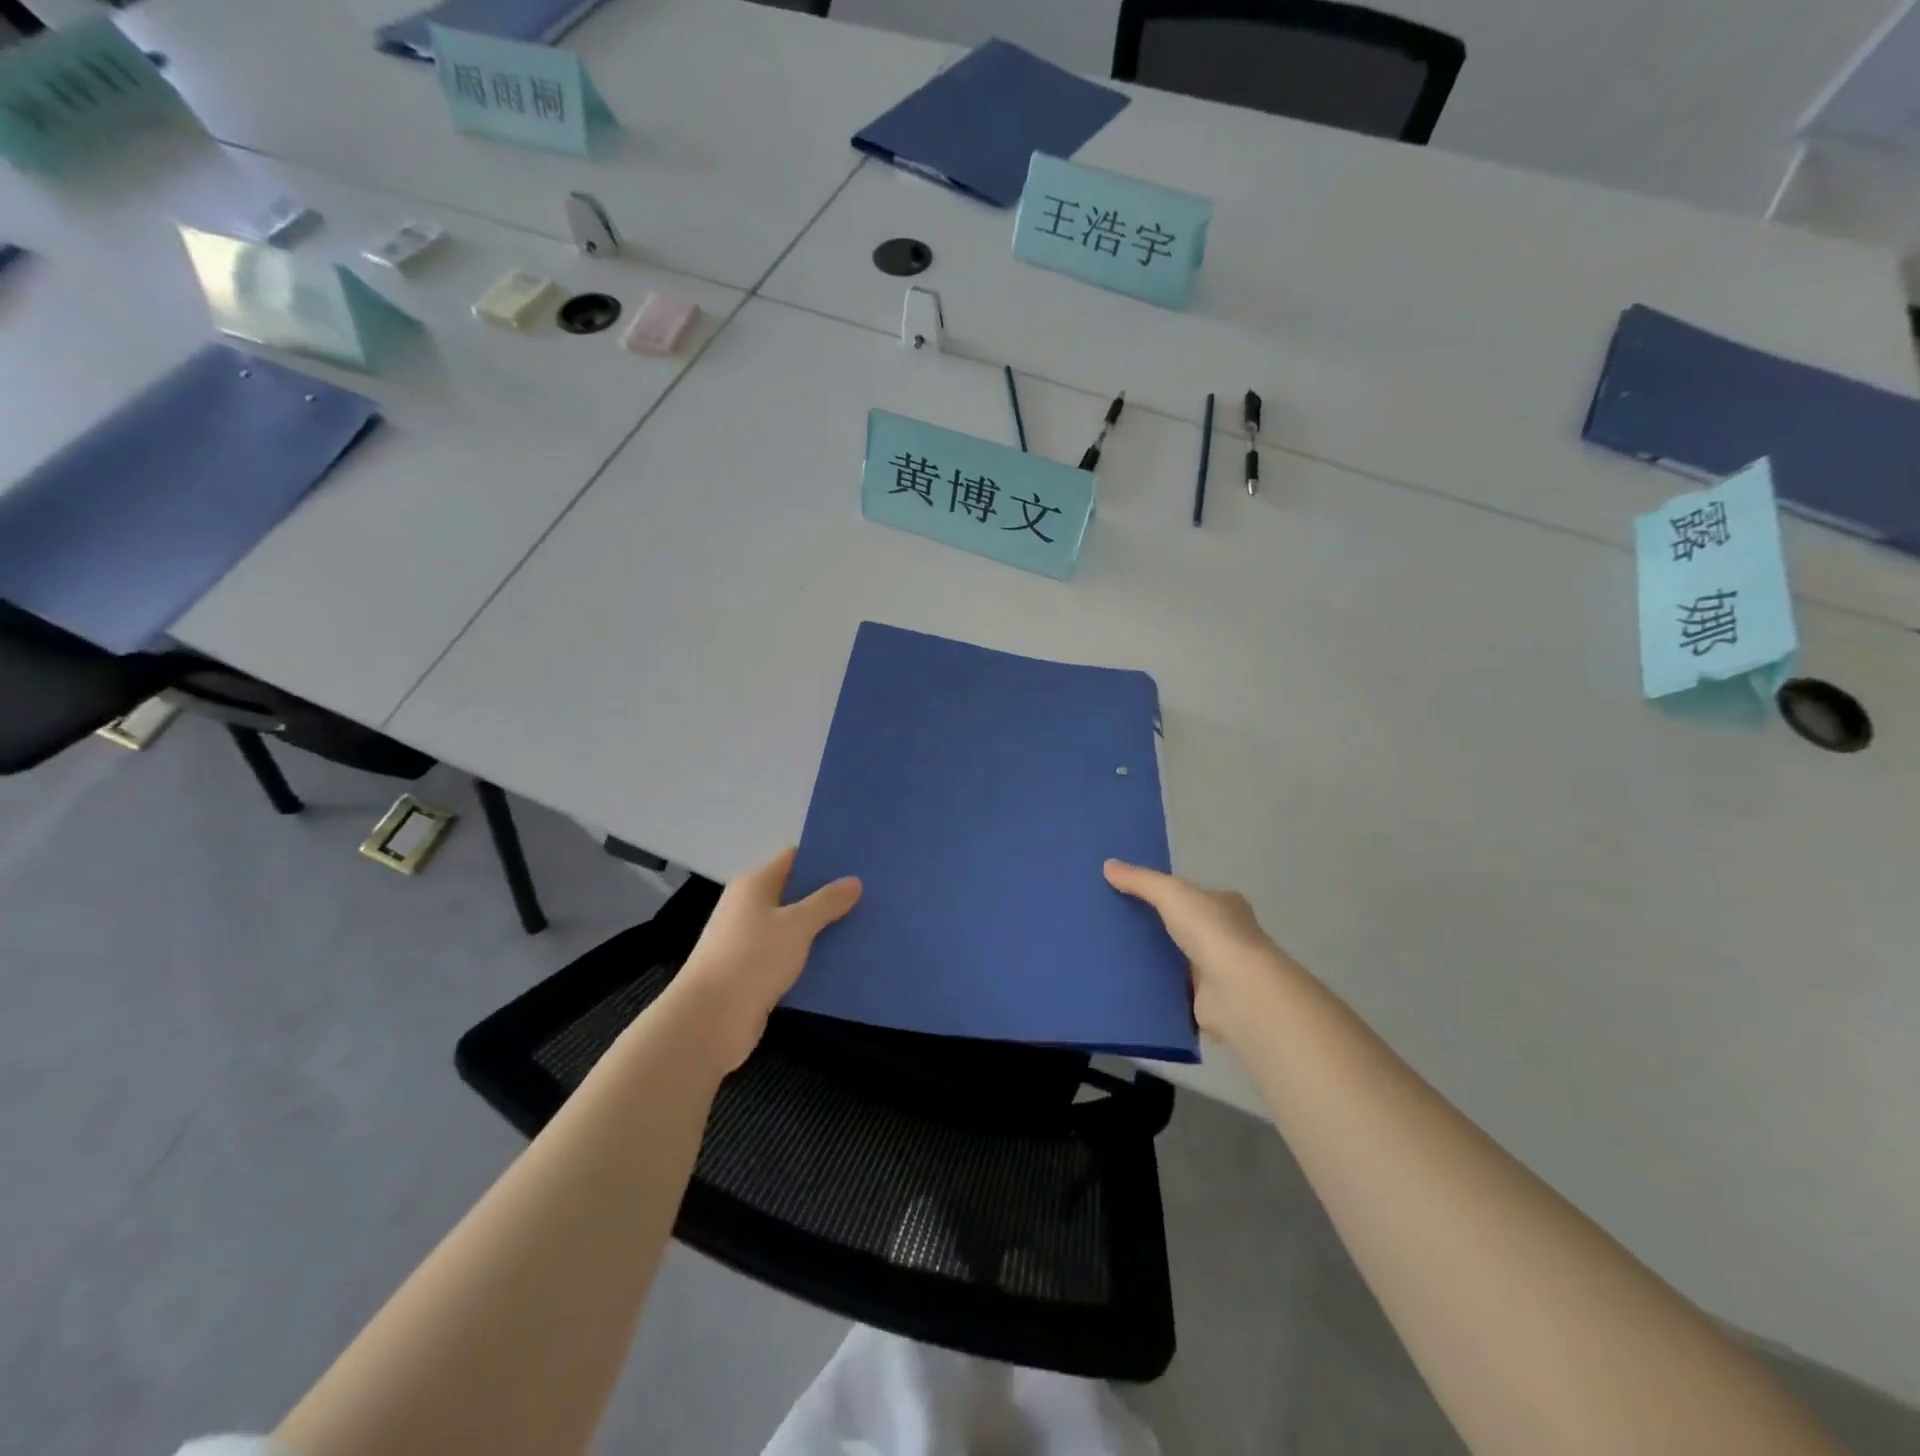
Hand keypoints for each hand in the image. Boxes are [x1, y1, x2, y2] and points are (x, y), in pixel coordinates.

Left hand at [672, 848, 861, 1069]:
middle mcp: (750, 907)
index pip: (794, 859)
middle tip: (870, 894)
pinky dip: (812, 957)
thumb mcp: (796, 925)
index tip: (858, 861)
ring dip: (824, 929)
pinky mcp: (755, 972)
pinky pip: (791, 956)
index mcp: (755, 885)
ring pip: (795, 927)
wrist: (710, 1020)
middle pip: (796, 893)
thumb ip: (827, 902)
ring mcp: (750, 941)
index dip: (824, 858)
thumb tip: (853, 881)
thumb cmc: (752, 958)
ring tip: (865, 926)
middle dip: (830, 896)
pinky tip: (842, 961)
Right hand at [1104, 860, 1299, 1042]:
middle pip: (1183, 926)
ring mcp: (1217, 970)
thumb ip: (1140, 880)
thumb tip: (1108, 865)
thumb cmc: (1211, 932)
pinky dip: (1154, 987)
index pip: (1193, 895)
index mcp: (1226, 906)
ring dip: (1153, 958)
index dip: (1166, 893)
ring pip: (1177, 959)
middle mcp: (1226, 936)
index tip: (1132, 895)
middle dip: (1156, 926)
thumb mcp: (1171, 893)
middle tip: (1115, 924)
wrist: (1236, 991)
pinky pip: (1172, 989)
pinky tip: (1125, 982)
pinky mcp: (1205, 1000)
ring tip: (1111, 952)